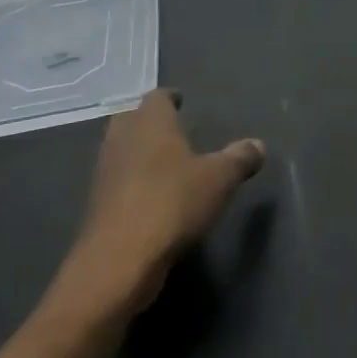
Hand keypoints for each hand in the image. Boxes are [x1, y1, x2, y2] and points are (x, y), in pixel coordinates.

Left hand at [53, 92, 265, 321]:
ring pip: (122, 150)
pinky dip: (133, 181)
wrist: (120, 260)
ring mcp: (105, 174)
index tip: (182, 101)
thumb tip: (258, 145)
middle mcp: (123, 140)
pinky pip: (118, 181)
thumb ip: (240, 158)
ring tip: (166, 162)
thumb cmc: (173, 203)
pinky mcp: (98, 206)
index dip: (170, 98)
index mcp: (150, 123)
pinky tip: (153, 195)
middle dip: (149, 122)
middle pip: (131, 120)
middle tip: (173, 129)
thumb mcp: (221, 179)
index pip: (157, 97)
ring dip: (139, 152)